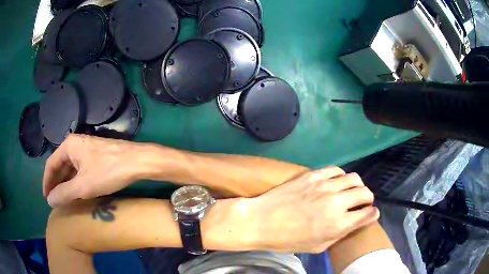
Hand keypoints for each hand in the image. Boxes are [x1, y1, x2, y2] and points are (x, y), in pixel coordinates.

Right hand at [43, 134, 149, 206]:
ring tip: (63, 198)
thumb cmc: (107, 171)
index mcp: (69, 145)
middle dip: (56, 182)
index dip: (47, 181)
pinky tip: (76, 191)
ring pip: (71, 167)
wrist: (137, 161)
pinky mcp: (96, 155)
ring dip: (66, 182)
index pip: (51, 164)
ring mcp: (87, 148)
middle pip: (60, 165)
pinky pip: (80, 168)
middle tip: (54, 200)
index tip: (46, 197)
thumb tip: (49, 200)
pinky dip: (75, 180)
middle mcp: (76, 144)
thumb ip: (64, 193)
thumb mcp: (82, 186)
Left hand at [249, 167, 378, 252]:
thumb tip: (352, 223)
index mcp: (337, 224)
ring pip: (354, 178)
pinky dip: (342, 176)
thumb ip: (338, 235)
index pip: (368, 214)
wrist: (260, 222)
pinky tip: (336, 182)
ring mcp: (324, 186)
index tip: (371, 213)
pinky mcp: (313, 175)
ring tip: (351, 191)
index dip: (373, 214)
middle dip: (368, 199)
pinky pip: (336, 170)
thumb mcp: (316, 247)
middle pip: (365, 193)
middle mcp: (336, 203)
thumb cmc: (286, 240)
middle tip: (362, 203)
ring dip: (357, 186)